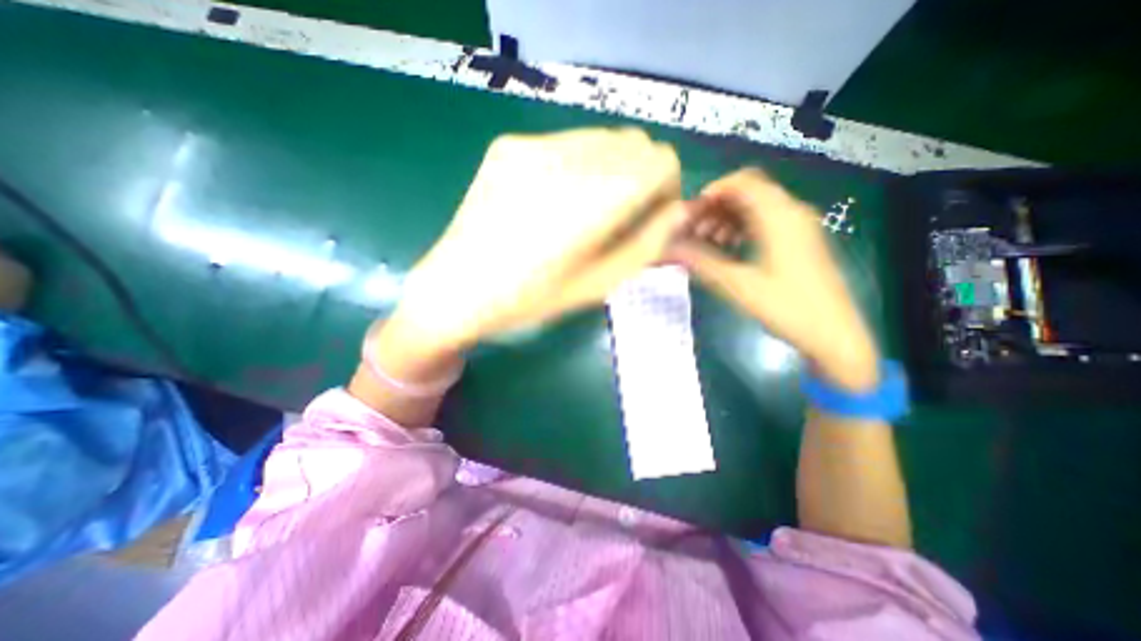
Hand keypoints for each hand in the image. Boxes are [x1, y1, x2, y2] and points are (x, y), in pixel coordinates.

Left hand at [392, 126, 680, 353]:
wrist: (457, 288)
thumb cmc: (531, 300)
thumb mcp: (600, 285)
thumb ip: (648, 244)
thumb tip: (678, 210)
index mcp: (594, 199)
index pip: (661, 161)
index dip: (667, 188)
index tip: (653, 215)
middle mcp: (567, 158)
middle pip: (635, 143)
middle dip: (642, 176)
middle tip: (623, 214)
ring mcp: (533, 145)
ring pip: (603, 138)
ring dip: (612, 168)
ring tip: (588, 208)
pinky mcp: (509, 145)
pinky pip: (567, 142)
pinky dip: (580, 164)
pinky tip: (556, 198)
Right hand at [667, 168, 875, 389]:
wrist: (833, 334)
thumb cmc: (787, 308)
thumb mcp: (738, 285)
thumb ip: (702, 262)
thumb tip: (669, 247)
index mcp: (780, 217)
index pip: (742, 182)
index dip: (711, 193)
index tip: (690, 215)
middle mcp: (792, 212)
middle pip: (748, 191)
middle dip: (717, 207)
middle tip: (695, 231)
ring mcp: (798, 226)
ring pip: (756, 206)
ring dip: (728, 218)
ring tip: (708, 242)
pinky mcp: (799, 240)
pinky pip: (766, 221)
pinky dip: (742, 227)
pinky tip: (729, 248)